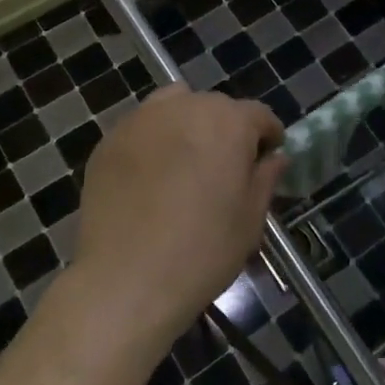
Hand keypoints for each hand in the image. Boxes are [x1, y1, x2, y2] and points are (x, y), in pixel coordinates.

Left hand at [68, 86, 285, 358]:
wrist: (126, 278)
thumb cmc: (202, 251)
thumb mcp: (250, 220)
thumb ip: (265, 178)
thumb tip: (274, 157)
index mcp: (228, 123)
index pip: (258, 115)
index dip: (268, 137)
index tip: (266, 161)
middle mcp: (185, 107)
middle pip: (215, 107)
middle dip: (226, 130)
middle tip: (225, 169)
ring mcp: (142, 119)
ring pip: (175, 106)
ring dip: (188, 125)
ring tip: (185, 163)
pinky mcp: (110, 139)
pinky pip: (142, 128)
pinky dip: (153, 141)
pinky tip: (150, 178)